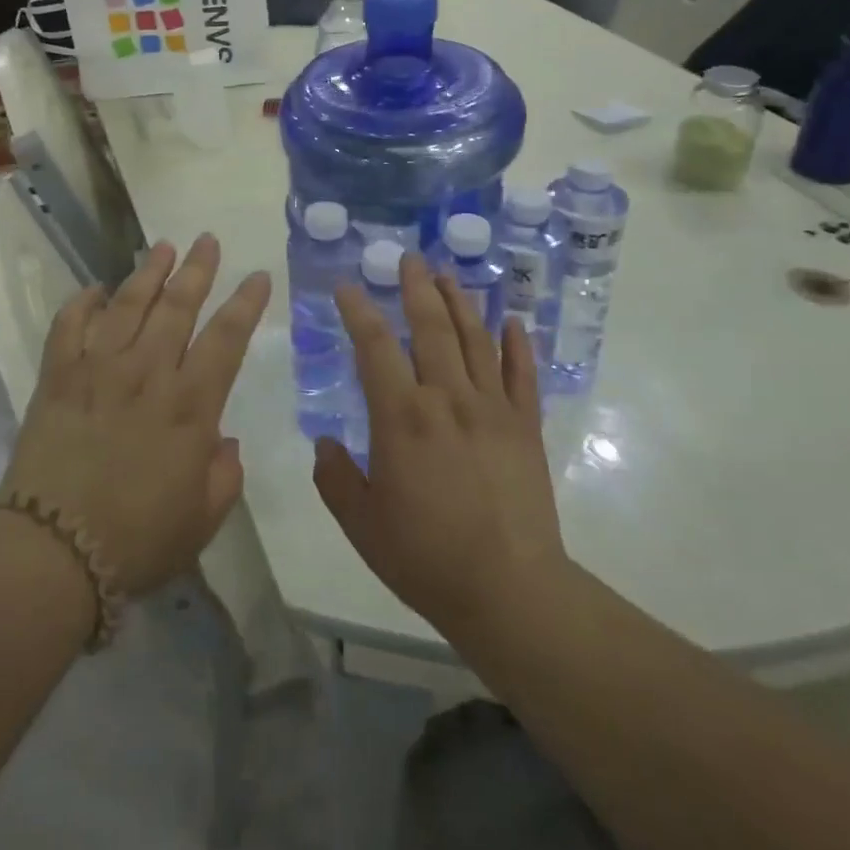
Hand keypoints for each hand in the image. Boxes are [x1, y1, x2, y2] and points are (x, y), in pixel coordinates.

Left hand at [3, 234, 270, 596]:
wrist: (53, 551)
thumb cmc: (137, 541)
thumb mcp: (202, 520)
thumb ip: (224, 475)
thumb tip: (224, 441)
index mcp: (190, 406)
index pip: (226, 339)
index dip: (245, 304)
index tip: (257, 275)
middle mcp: (147, 374)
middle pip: (177, 307)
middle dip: (196, 270)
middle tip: (207, 240)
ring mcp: (98, 369)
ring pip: (127, 305)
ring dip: (147, 273)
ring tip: (162, 247)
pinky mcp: (57, 377)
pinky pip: (68, 326)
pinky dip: (80, 303)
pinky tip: (93, 290)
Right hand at [314, 253, 567, 639]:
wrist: (509, 591)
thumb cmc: (425, 556)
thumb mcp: (361, 522)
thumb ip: (334, 477)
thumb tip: (324, 444)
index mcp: (402, 416)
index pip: (375, 346)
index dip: (358, 311)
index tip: (348, 287)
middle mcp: (447, 398)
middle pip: (430, 327)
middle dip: (416, 288)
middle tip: (409, 259)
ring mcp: (492, 408)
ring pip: (475, 340)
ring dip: (460, 302)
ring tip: (448, 275)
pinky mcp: (525, 426)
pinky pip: (521, 374)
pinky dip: (517, 344)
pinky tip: (513, 321)